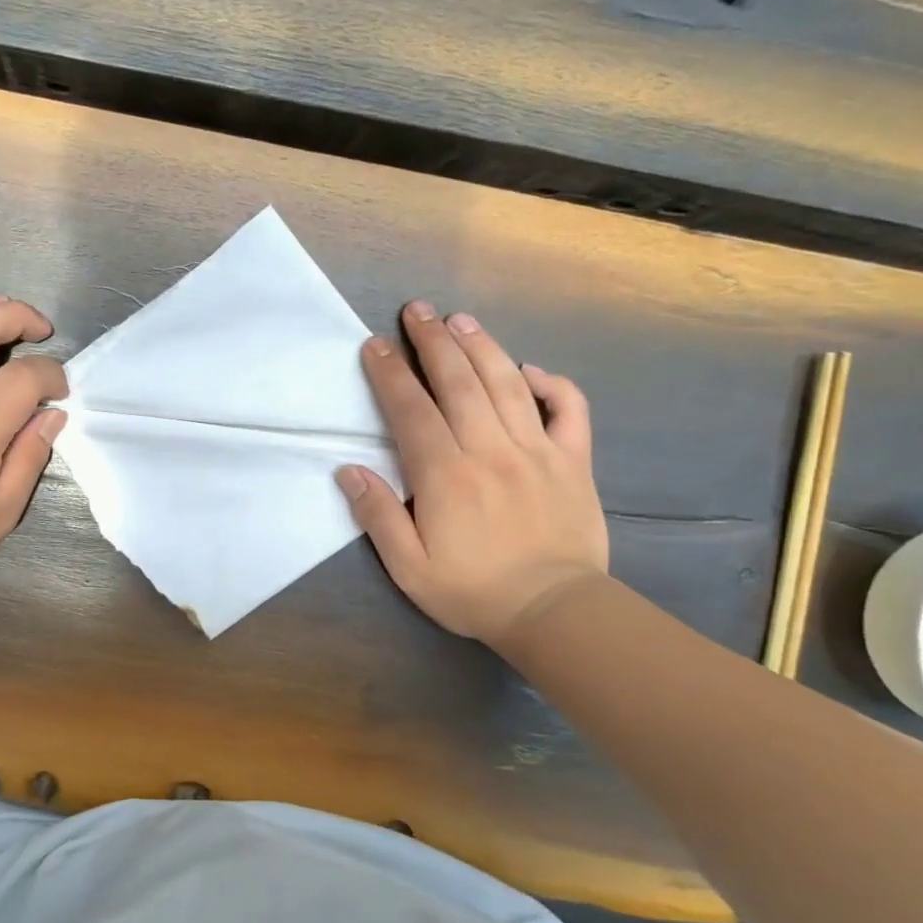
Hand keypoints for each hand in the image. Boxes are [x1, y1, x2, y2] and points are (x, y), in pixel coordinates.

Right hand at [337, 300, 607, 649]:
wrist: (555, 612)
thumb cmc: (472, 591)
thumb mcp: (409, 567)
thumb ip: (378, 516)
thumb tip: (349, 470)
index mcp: (445, 475)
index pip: (411, 410)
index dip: (390, 374)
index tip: (374, 344)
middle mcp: (489, 450)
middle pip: (458, 382)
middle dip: (432, 342)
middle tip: (416, 310)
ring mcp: (537, 450)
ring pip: (506, 384)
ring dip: (481, 346)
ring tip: (459, 319)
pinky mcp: (573, 461)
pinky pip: (569, 409)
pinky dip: (551, 383)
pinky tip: (529, 371)